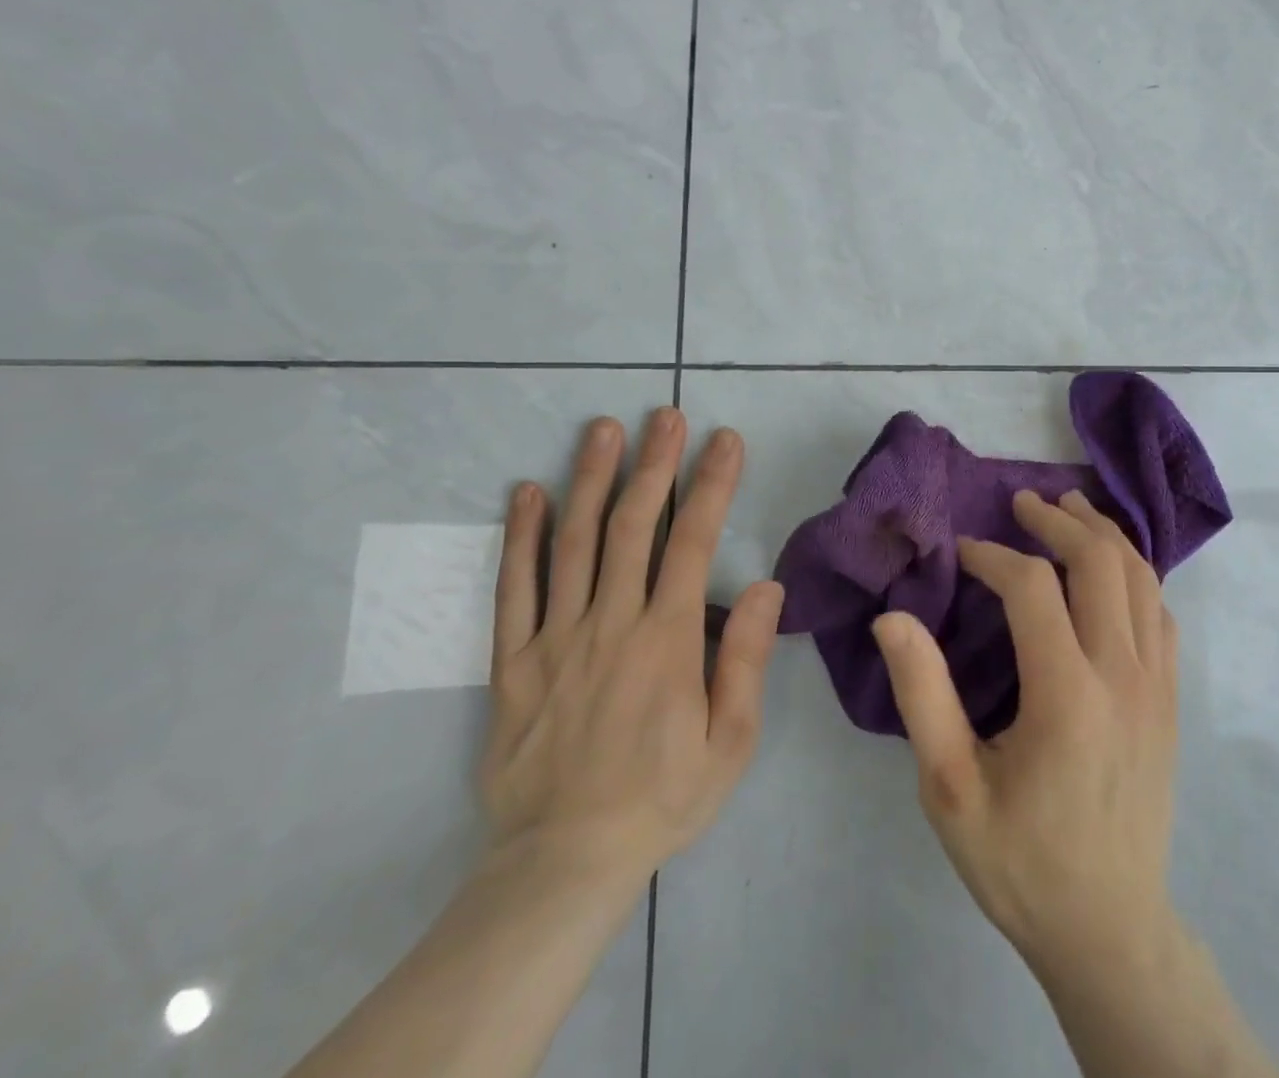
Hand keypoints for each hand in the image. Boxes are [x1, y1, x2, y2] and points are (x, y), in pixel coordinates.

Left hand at [478, 410, 783, 908]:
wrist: (564, 862)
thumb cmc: (663, 797)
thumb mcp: (731, 742)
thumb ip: (745, 660)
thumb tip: (765, 586)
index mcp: (667, 640)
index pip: (693, 542)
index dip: (711, 484)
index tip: (724, 440)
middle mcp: (611, 624)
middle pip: (632, 526)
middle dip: (653, 463)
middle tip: (663, 415)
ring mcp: (555, 639)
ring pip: (573, 543)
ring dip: (589, 480)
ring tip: (601, 430)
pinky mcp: (513, 661)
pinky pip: (514, 589)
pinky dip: (521, 537)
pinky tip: (527, 493)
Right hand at [872, 488, 1180, 975]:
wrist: (1109, 929)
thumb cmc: (1021, 861)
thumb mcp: (950, 788)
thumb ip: (923, 694)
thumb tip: (893, 616)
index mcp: (1066, 695)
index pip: (1033, 587)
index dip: (993, 556)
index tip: (962, 552)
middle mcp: (1122, 675)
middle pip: (1099, 562)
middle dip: (1058, 520)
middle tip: (1022, 501)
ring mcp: (1156, 685)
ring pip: (1141, 577)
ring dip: (1103, 533)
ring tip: (1069, 508)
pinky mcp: (1170, 700)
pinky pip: (1160, 611)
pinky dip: (1135, 572)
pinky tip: (1110, 568)